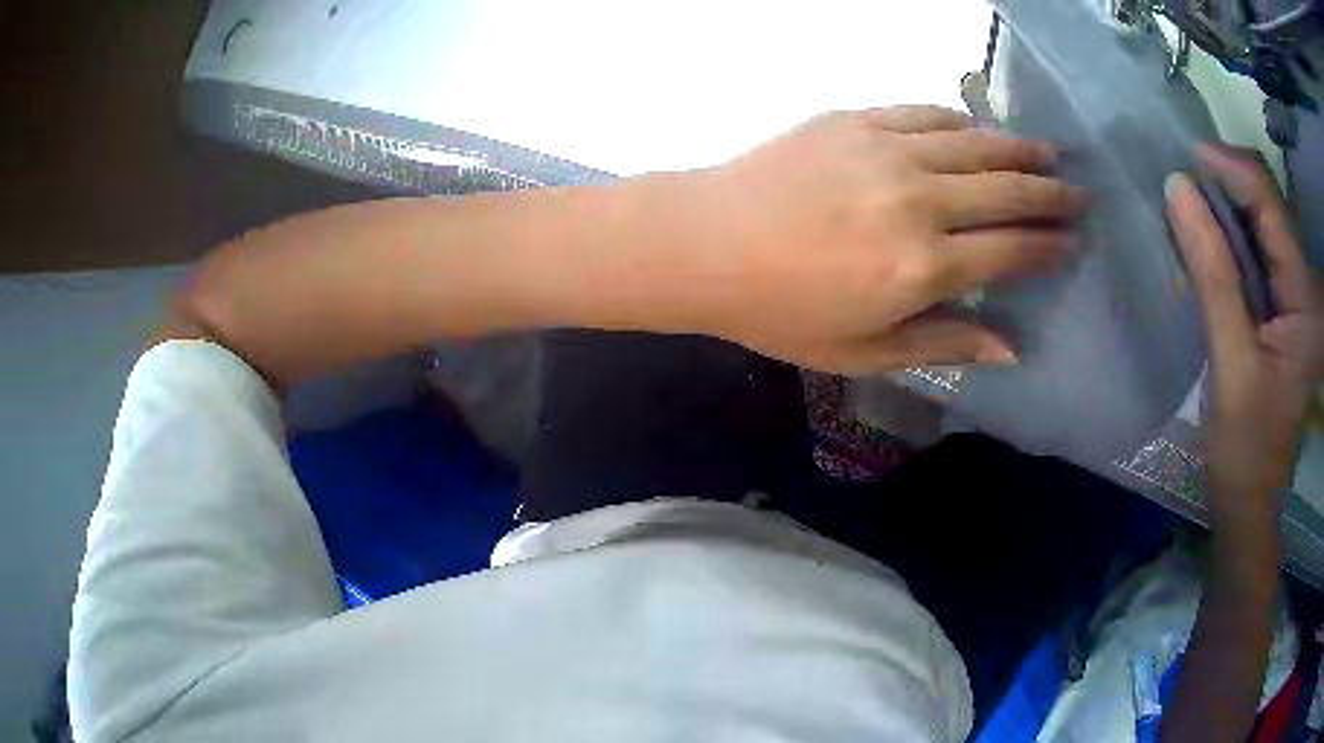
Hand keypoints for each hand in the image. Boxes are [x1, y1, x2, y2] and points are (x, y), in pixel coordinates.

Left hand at [686, 106, 1084, 374]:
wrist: (705, 243)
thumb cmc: (779, 310)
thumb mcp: (862, 351)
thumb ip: (944, 342)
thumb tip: (1011, 347)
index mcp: (923, 267)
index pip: (1011, 251)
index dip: (1049, 246)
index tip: (1074, 243)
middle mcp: (919, 201)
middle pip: (1006, 191)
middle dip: (1051, 194)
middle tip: (1080, 195)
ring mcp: (888, 151)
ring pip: (976, 145)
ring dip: (1020, 149)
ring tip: (1051, 153)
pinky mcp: (857, 120)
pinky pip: (926, 114)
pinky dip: (962, 122)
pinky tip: (981, 130)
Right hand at [1166, 146, 1323, 515]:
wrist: (1249, 503)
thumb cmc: (1246, 448)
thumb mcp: (1232, 363)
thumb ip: (1212, 275)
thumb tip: (1176, 191)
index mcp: (1303, 298)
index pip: (1271, 206)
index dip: (1232, 169)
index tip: (1186, 156)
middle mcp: (1302, 286)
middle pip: (1267, 206)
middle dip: (1226, 183)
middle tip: (1181, 177)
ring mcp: (1290, 297)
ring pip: (1258, 226)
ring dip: (1222, 208)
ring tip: (1185, 202)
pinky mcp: (1276, 310)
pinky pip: (1252, 253)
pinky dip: (1224, 237)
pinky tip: (1200, 238)